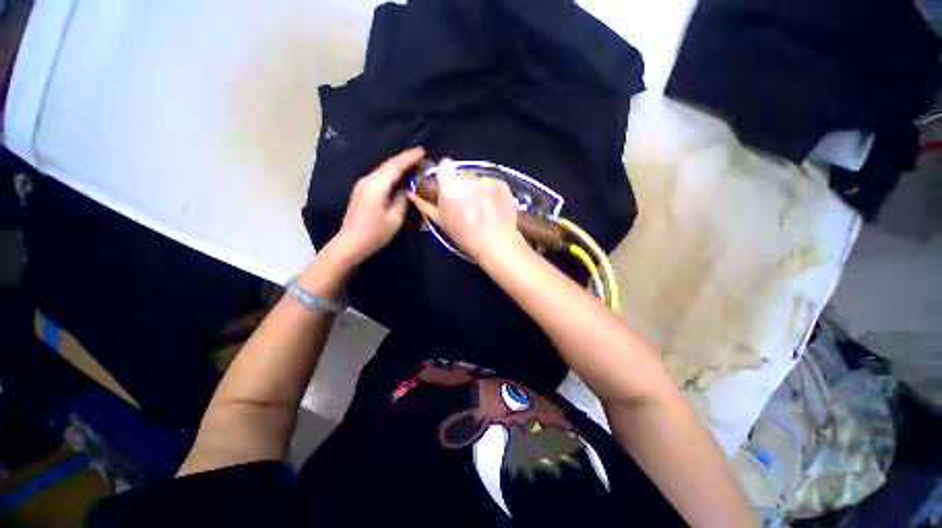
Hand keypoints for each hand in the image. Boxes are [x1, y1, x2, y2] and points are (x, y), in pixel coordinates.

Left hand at [330, 147, 424, 263]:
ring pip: (383, 169)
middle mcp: (367, 181)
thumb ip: (402, 200)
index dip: (409, 158)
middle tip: (420, 153)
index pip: (395, 166)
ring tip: (412, 161)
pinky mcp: (362, 190)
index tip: (422, 150)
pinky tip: (399, 173)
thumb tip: (406, 189)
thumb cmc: (374, 233)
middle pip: (387, 164)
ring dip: (397, 164)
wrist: (350, 243)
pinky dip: (391, 172)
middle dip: (404, 157)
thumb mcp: (394, 219)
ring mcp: (362, 184)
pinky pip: (379, 176)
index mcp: (376, 186)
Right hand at [408, 158, 524, 261]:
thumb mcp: (441, 222)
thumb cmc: (464, 235)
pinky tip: (494, 207)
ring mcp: (486, 180)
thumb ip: (425, 205)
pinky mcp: (502, 184)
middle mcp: (468, 178)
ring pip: (478, 179)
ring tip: (482, 207)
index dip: (446, 174)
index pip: (445, 165)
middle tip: (466, 203)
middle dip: (463, 185)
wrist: (495, 244)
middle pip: (462, 174)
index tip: (449, 186)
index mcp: (449, 186)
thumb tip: (413, 194)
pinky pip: (493, 183)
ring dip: (478, 188)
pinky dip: (492, 192)